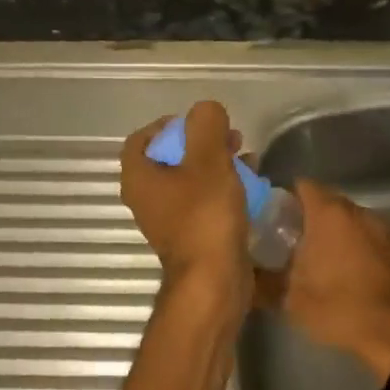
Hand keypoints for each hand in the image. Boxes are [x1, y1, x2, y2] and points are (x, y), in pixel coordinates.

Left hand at [121, 101, 251, 304]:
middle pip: (170, 158)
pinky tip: (249, 187)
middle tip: (230, 137)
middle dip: (201, 143)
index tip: (200, 123)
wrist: (214, 279)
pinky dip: (222, 190)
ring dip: (216, 165)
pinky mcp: (192, 236)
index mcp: (139, 177)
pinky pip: (204, 203)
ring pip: (191, 181)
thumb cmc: (205, 216)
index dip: (169, 124)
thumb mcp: (208, 159)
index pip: (142, 138)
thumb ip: (206, 125)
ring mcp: (169, 220)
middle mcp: (147, 199)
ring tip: (246, 158)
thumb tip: (206, 110)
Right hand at [264, 179, 389, 381]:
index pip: (305, 186)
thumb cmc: (336, 307)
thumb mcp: (289, 298)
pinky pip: (374, 239)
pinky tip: (355, 272)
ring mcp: (384, 230)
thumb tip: (244, 275)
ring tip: (325, 258)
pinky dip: (362, 248)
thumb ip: (263, 280)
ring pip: (354, 221)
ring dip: (340, 233)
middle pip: (331, 202)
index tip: (277, 215)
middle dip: (313, 216)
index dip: (289, 197)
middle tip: (295, 240)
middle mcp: (359, 213)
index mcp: (329, 215)